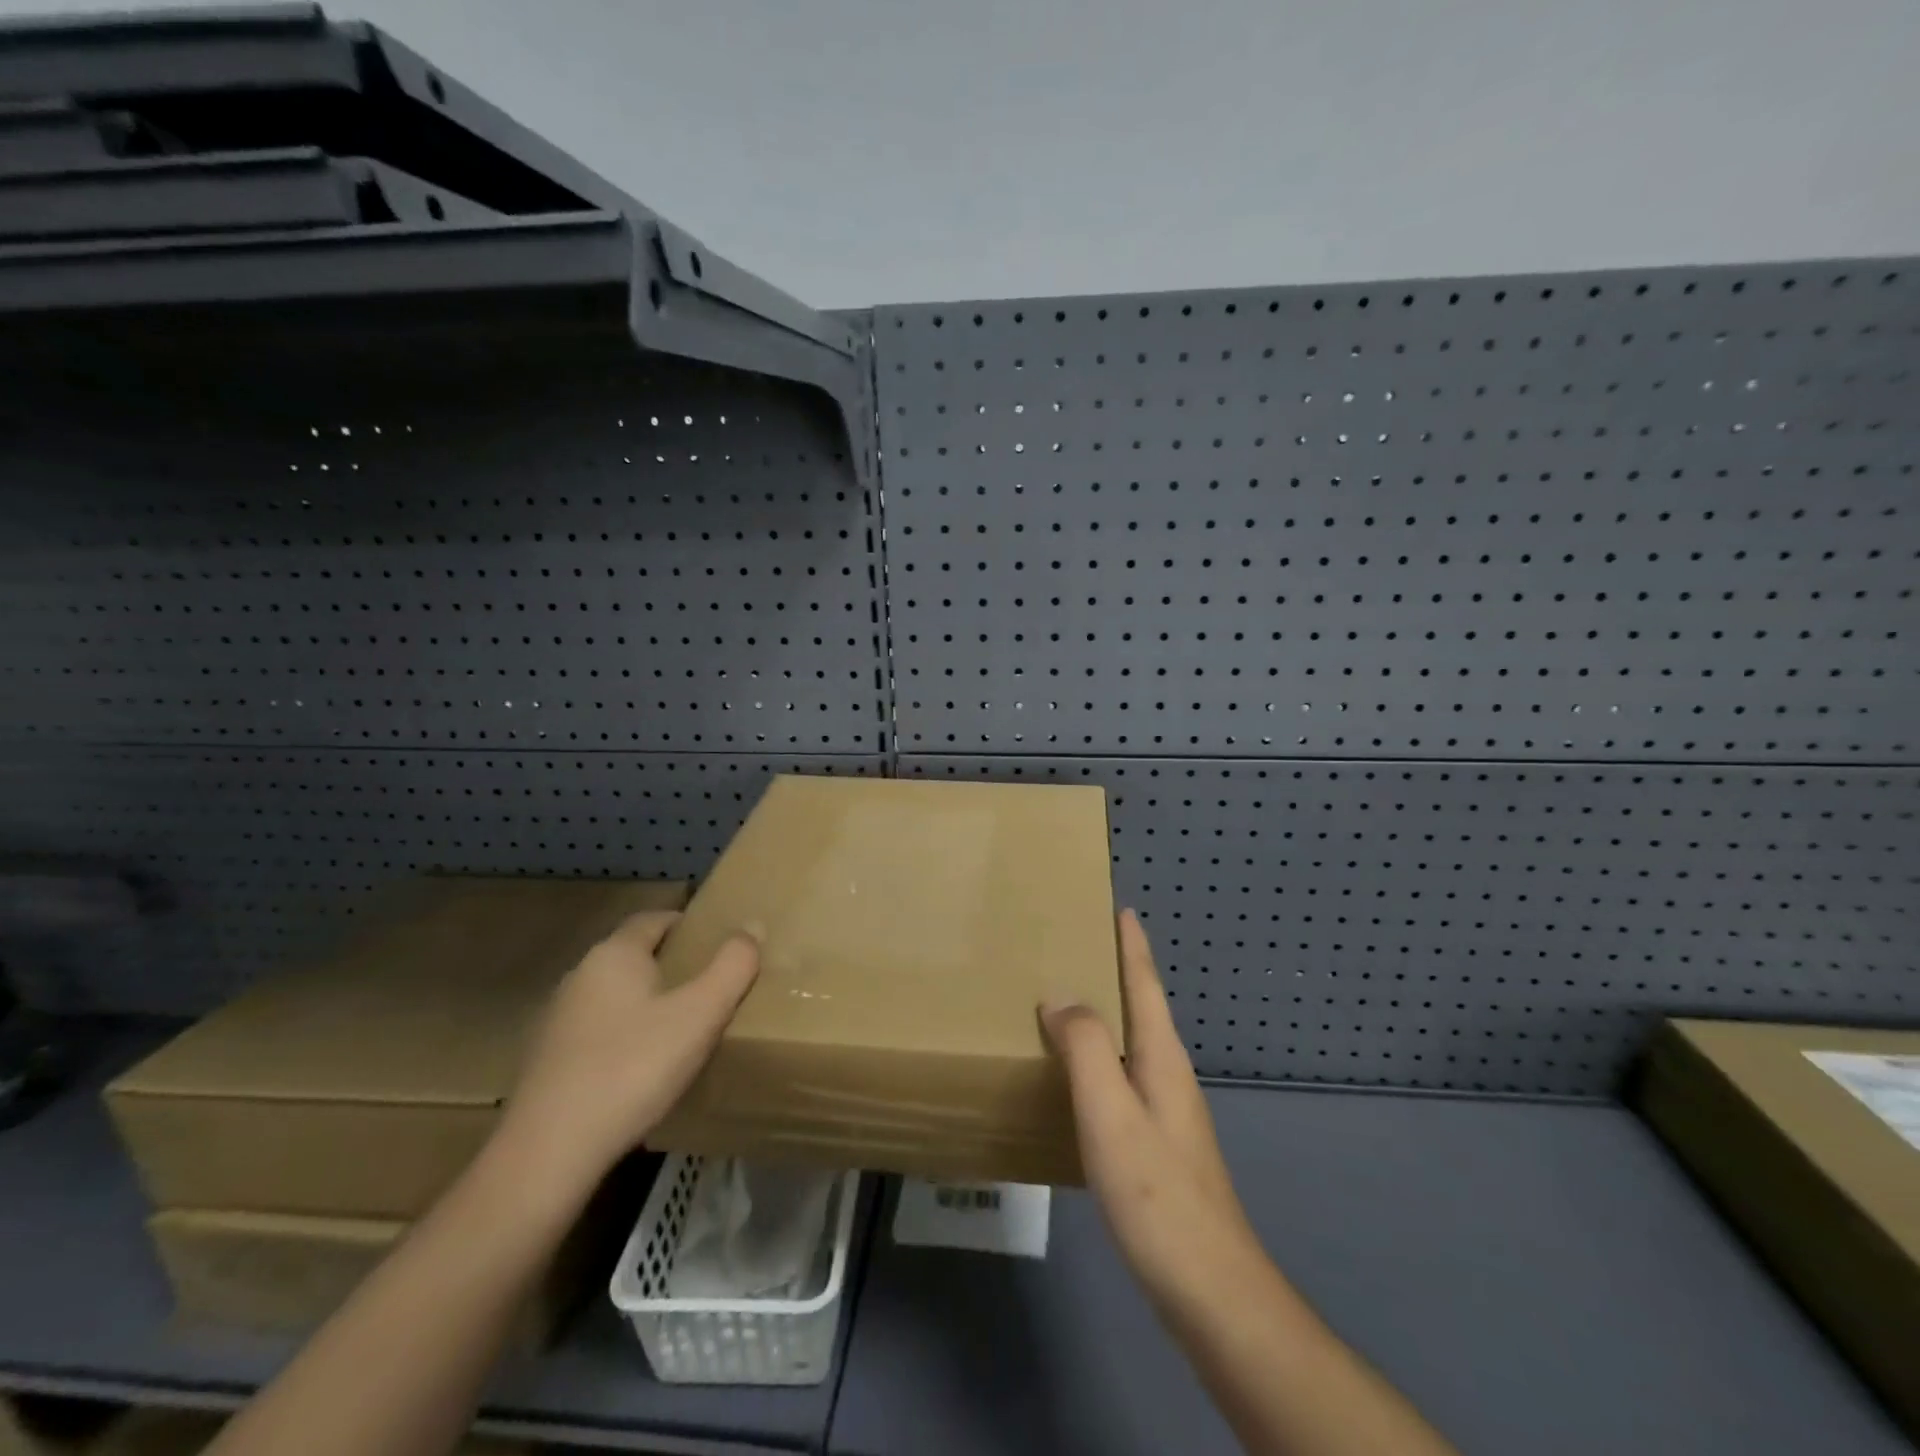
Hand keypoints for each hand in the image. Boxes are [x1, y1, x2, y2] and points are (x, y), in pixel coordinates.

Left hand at [502, 911, 758, 1193]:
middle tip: (709, 984)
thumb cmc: (632, 1068)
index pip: (654, 919)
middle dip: (670, 963)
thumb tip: (752, 925)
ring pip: (613, 995)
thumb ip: (732, 966)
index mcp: (614, 955)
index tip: (717, 941)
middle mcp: (580, 976)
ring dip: (645, 1002)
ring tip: (682, 1027)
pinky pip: (597, 1031)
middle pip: (632, 955)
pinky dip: (623, 1036)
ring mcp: (557, 1020)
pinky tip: (642, 1068)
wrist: (548, 1153)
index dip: (687, 923)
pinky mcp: (546, 1061)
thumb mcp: (700, 1015)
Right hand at [1041, 910, 1259, 1307]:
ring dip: (1104, 1014)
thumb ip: (1085, 1047)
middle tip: (1075, 946)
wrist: (1210, 1290)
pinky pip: (1123, 1077)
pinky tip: (1076, 1077)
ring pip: (1131, 1044)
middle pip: (1141, 1007)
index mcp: (1161, 1057)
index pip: (1145, 984)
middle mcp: (1169, 1075)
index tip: (1121, 907)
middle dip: (1115, 971)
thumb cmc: (1157, 1192)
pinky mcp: (1158, 1145)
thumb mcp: (1111, 1112)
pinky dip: (1099, 1058)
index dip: (1132, 945)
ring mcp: (1167, 1112)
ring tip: (1066, 1002)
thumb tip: (1060, 995)